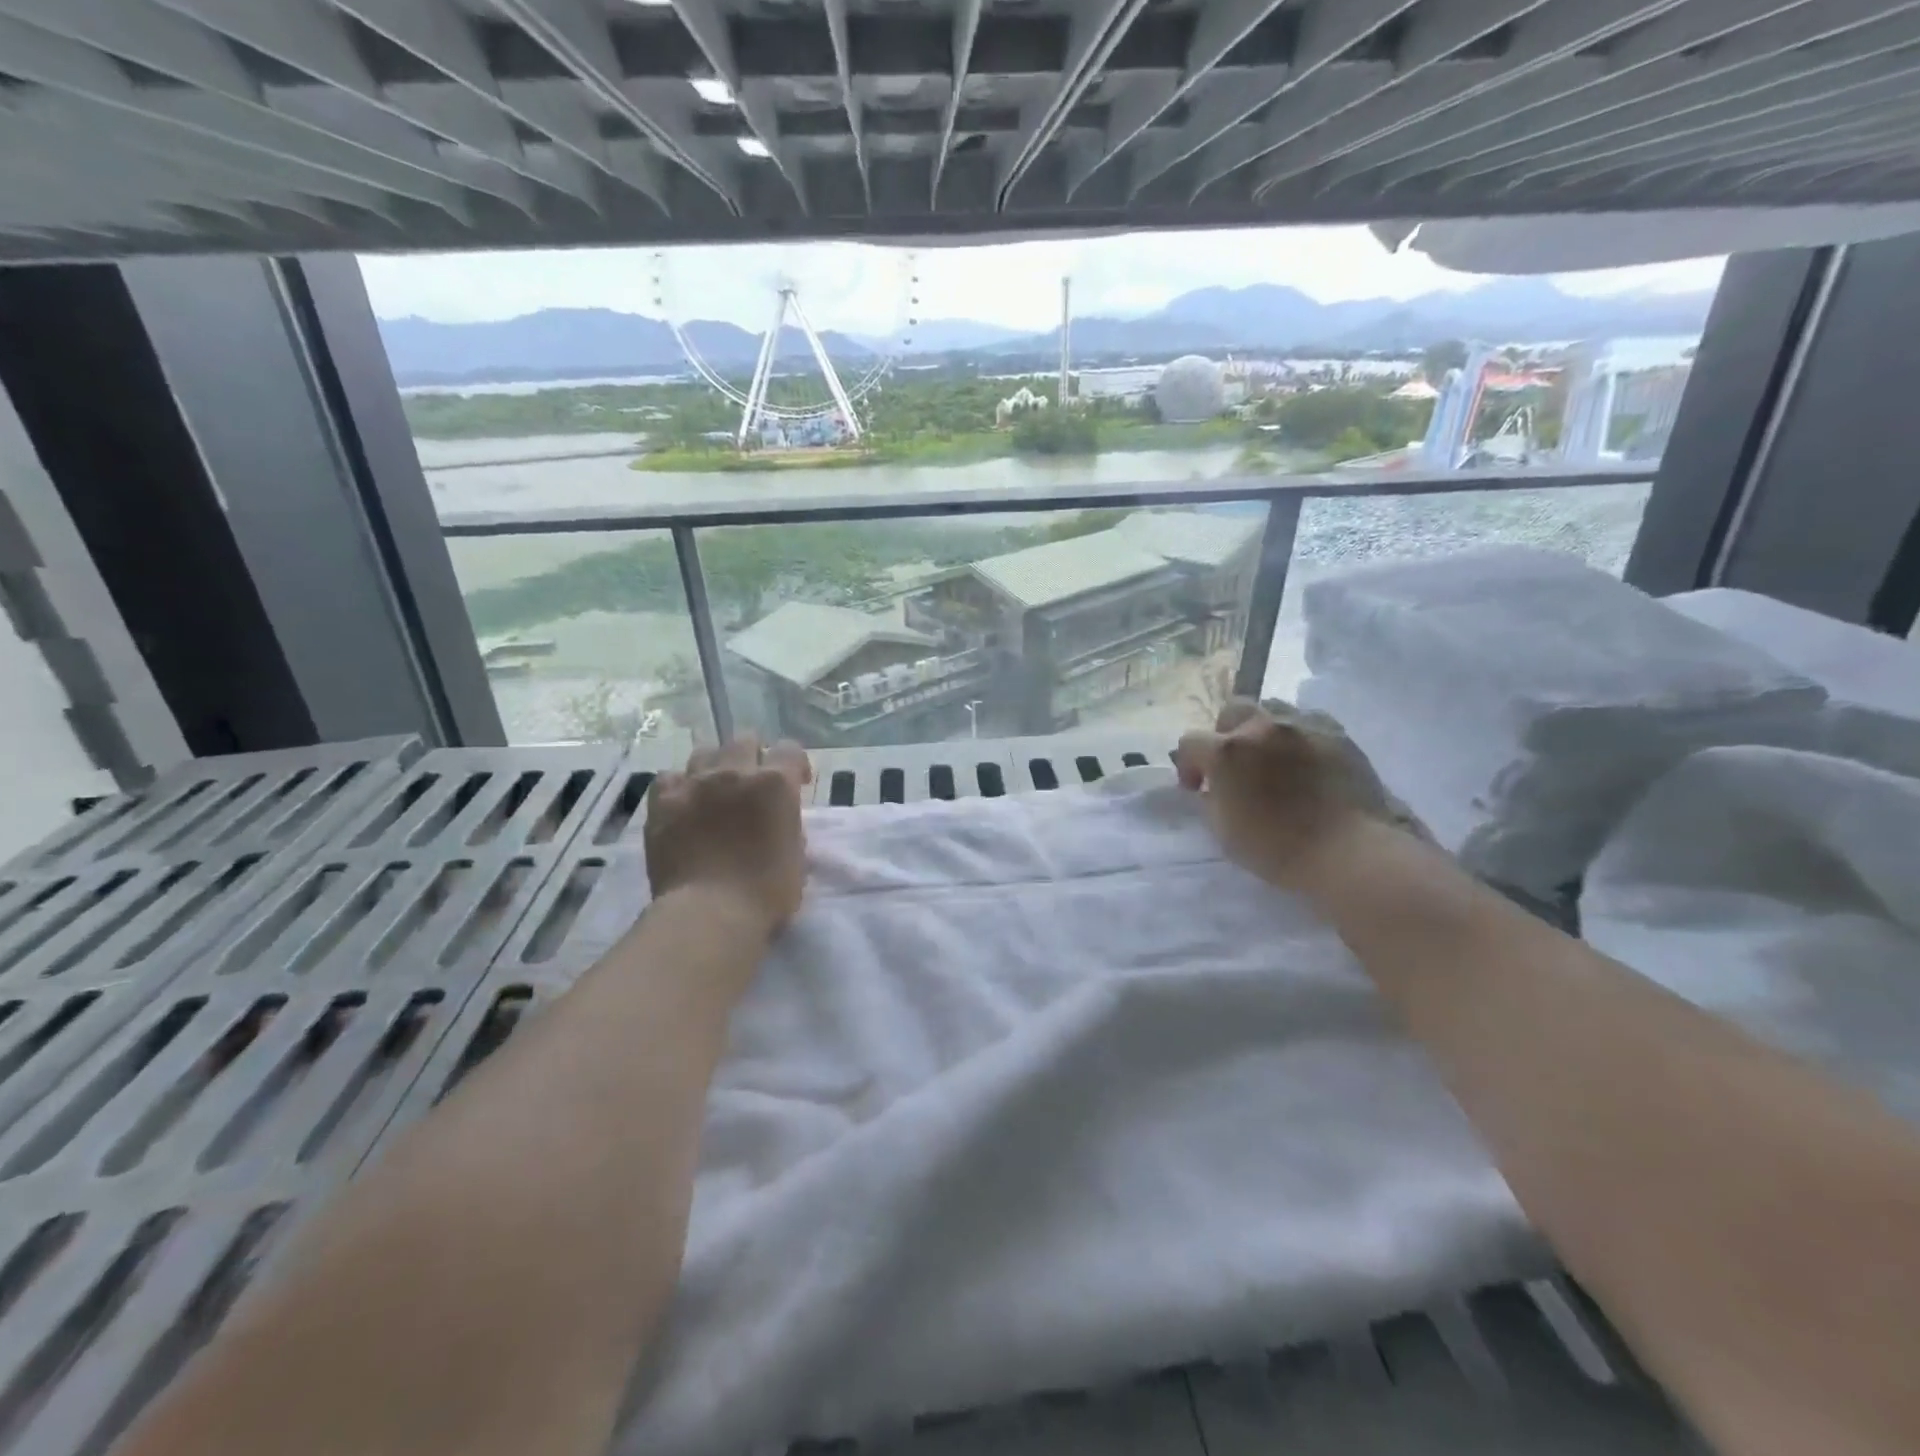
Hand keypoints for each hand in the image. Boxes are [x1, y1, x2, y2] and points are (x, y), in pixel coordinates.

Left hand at [645, 736, 812, 932]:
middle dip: (754, 755)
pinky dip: (679, 786)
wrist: (709, 913)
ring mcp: (694, 784)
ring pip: (705, 752)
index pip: (790, 749)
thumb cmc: (766, 892)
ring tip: (716, 789)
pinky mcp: (662, 802)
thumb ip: (789, 824)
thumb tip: (777, 817)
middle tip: (753, 783)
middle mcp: (735, 772)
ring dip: (715, 766)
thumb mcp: (797, 855)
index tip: (796, 783)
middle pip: (745, 739)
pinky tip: (683, 803)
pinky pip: (669, 777)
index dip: (795, 764)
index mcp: (775, 783)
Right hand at [1175, 699, 1427, 888]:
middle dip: (1225, 734)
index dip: (1189, 765)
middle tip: (1235, 764)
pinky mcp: (1337, 734)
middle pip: (1232, 711)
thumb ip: (1211, 798)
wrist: (1348, 853)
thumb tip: (1212, 786)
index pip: (1190, 742)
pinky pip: (1308, 722)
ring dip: (1262, 730)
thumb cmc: (1276, 848)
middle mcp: (1262, 727)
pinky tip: (1305, 761)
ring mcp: (1303, 726)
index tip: (1197, 788)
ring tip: (1272, 757)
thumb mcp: (1223, 830)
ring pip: (1272, 709)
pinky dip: (1298, 736)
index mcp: (1227, 751)